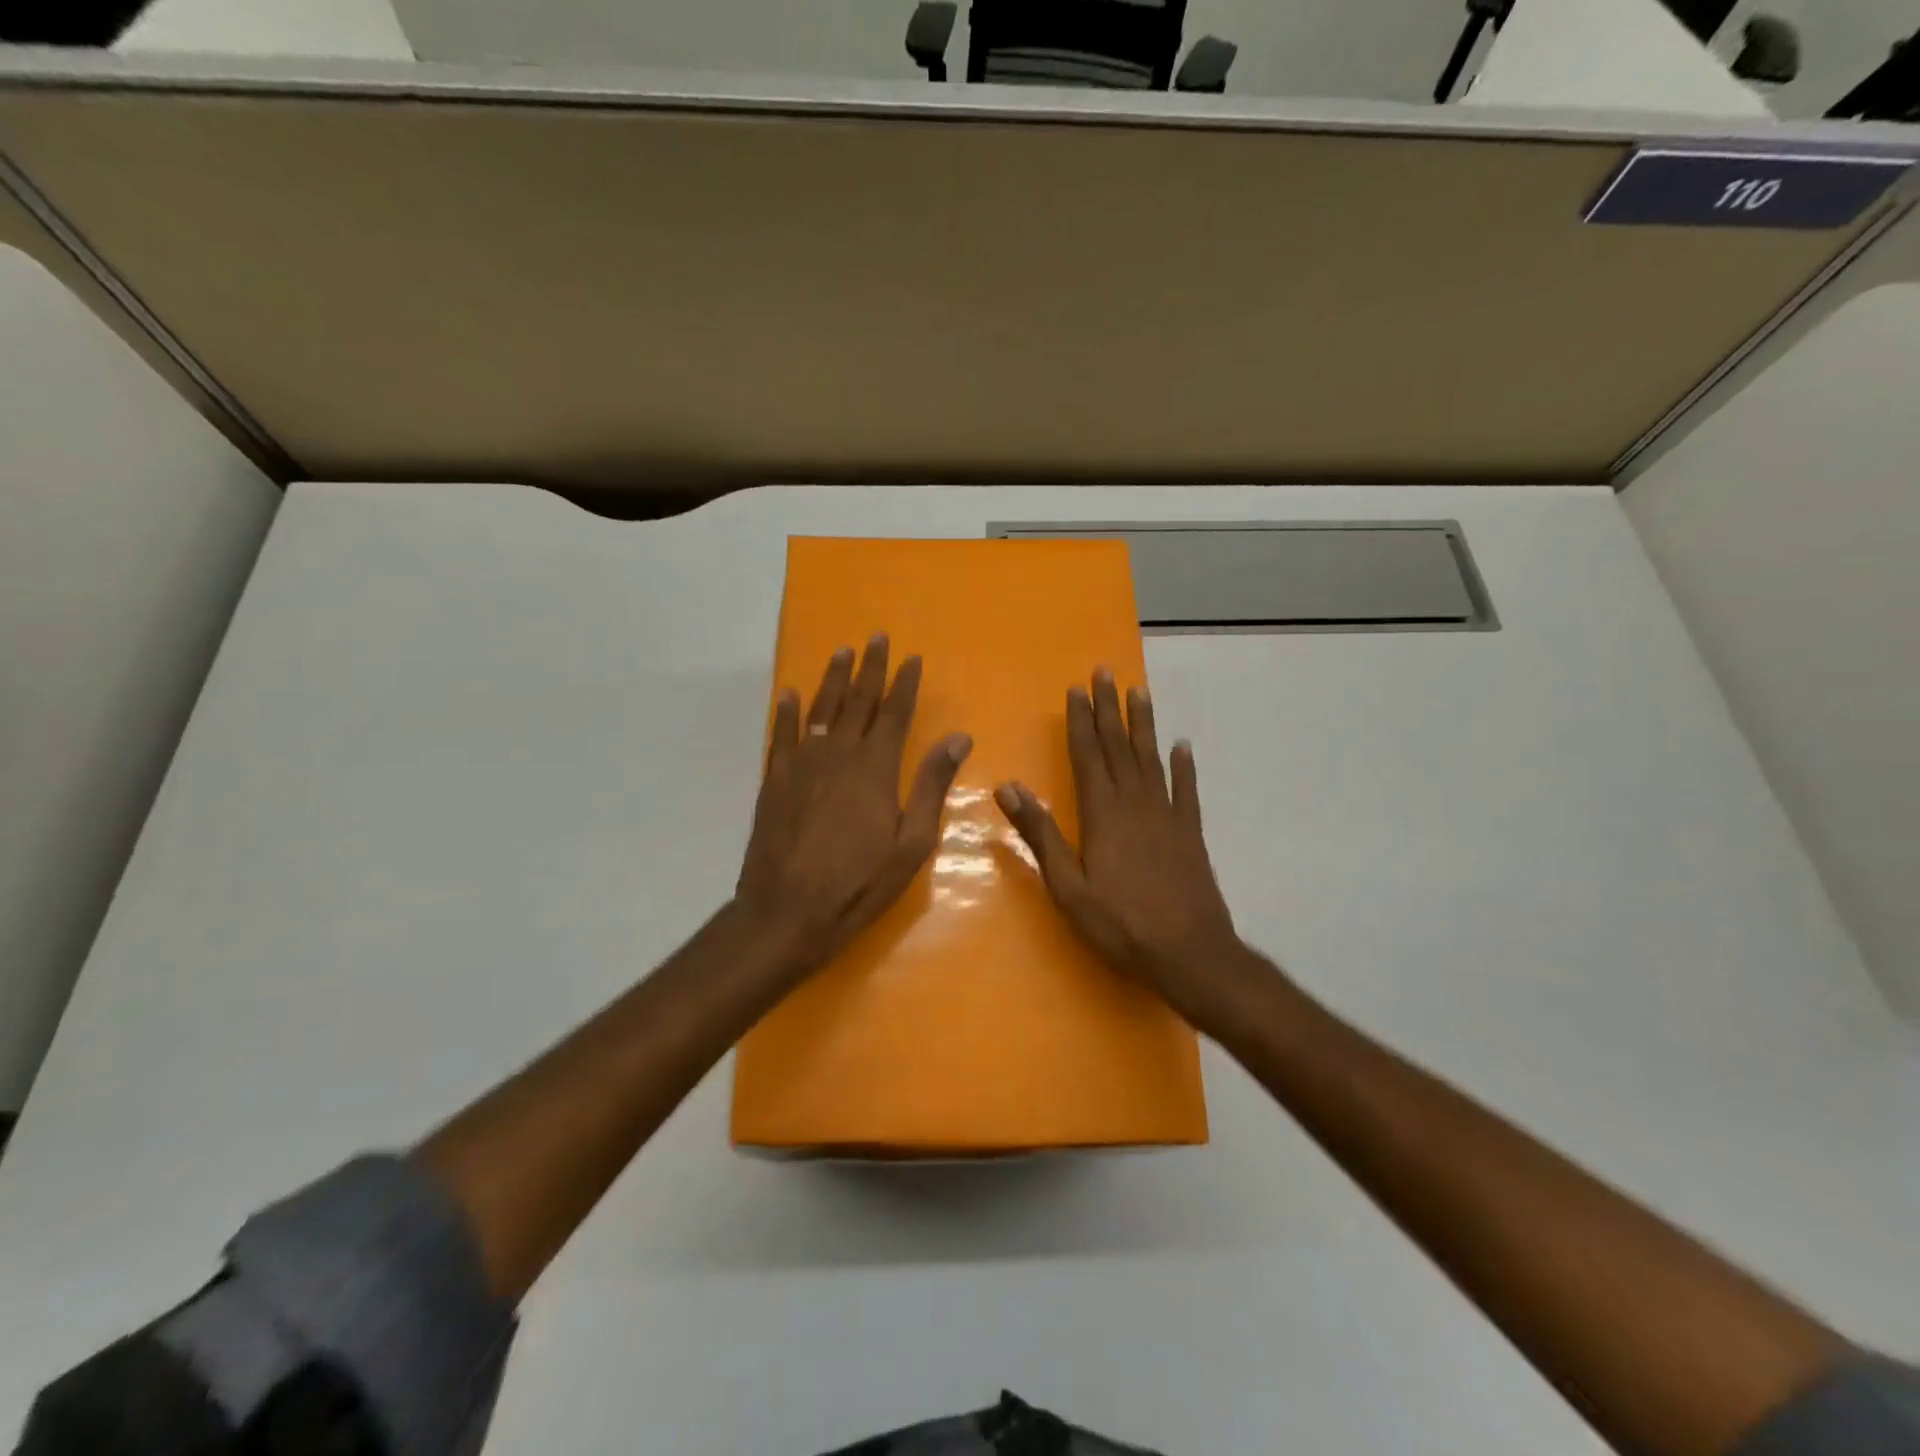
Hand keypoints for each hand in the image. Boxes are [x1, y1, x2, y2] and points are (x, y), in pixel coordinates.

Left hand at [736, 634, 970, 978]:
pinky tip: (790, 694)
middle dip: (869, 668)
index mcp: (875, 768)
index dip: (905, 684)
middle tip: (876, 637)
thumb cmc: (858, 883)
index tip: (912, 658)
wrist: (786, 912)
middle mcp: (838, 755)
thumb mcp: (911, 842)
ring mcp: (801, 765)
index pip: (895, 713)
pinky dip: (787, 713)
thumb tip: (959, 737)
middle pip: (857, 701)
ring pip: (820, 711)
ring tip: (841, 652)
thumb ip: (932, 785)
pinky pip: (781, 736)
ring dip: (832, 679)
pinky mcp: (773, 782)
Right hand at [995, 669, 1253, 1029]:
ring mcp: (1167, 815)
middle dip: (1109, 708)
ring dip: (1143, 724)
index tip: (1076, 690)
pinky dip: (1183, 765)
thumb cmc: (1121, 923)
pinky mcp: (1190, 832)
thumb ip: (1040, 833)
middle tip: (1105, 672)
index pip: (1088, 755)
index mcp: (1103, 813)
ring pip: (1151, 758)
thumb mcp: (1068, 885)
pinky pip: (1186, 789)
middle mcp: (1136, 803)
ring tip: (1139, 692)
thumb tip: (1008, 786)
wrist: (1190, 953)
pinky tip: (1182, 746)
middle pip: (1119, 746)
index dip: (1080, 721)